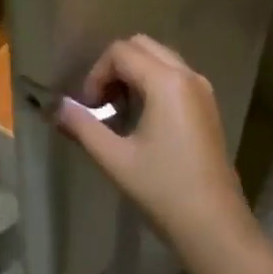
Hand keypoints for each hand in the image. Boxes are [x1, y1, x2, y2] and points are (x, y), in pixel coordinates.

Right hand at [57, 35, 252, 249]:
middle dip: (115, 68)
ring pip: (159, 58)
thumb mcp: (115, 159)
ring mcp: (202, 88)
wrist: (215, 227)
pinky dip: (153, 83)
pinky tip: (144, 120)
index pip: (121, 52)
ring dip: (134, 74)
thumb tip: (57, 107)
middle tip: (102, 104)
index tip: (90, 108)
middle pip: (141, 46)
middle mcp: (187, 75)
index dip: (97, 74)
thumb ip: (83, 126)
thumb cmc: (163, 190)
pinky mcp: (208, 105)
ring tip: (120, 112)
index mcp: (166, 81)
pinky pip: (174, 75)